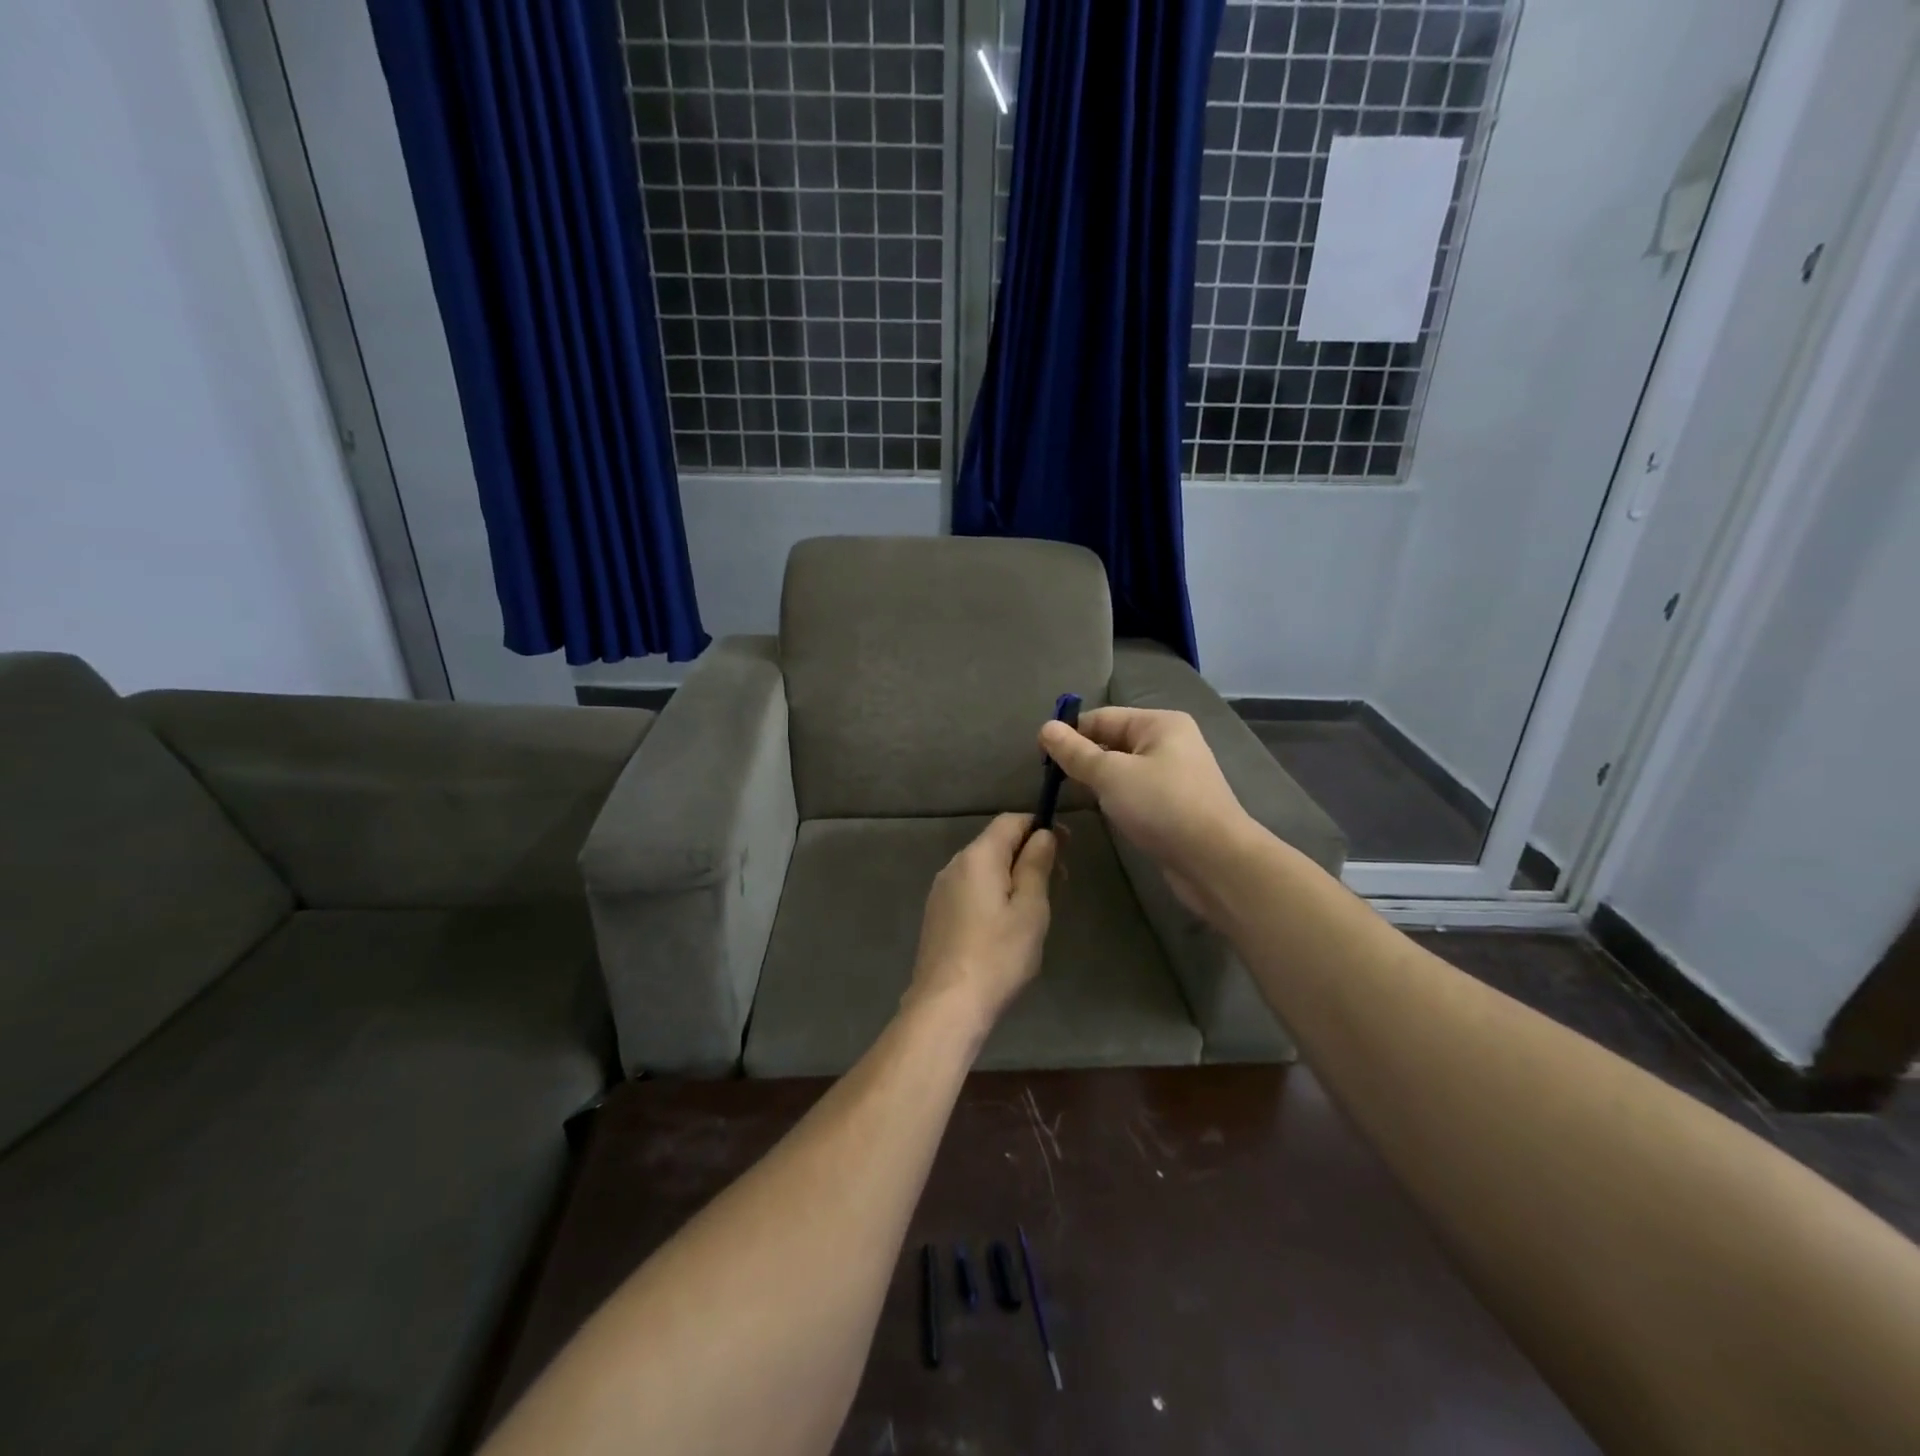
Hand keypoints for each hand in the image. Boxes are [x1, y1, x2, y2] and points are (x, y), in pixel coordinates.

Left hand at [906, 814, 1057, 1040]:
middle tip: (1060, 881)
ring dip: (1012, 875)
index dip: (1040, 826)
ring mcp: (941, 890)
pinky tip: (1006, 924)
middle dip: (1028, 853)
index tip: (1067, 846)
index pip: (1011, 821)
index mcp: (978, 857)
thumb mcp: (1030, 909)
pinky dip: (993, 892)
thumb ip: (1036, 865)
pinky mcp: (937, 914)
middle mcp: (954, 865)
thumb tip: (1042, 834)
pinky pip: (970, 889)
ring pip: (983, 868)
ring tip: (1036, 906)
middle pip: (995, 843)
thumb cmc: (998, 955)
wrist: (947, 1004)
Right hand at [1038, 708, 1254, 919]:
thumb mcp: (1111, 775)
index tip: (1039, 756)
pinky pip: (1136, 792)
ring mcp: (1175, 776)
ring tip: (1069, 795)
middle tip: (1051, 780)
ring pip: (1123, 770)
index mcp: (1159, 723)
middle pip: (1113, 742)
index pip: (1102, 717)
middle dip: (1083, 758)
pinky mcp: (1174, 806)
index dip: (1070, 733)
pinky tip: (1100, 812)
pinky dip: (1115, 799)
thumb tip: (1045, 728)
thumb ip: (1076, 752)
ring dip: (1098, 780)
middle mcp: (1170, 743)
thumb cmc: (1162, 806)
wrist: (1215, 861)